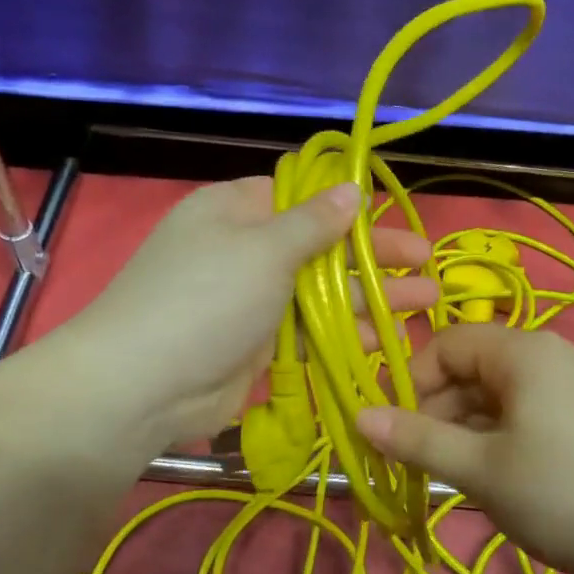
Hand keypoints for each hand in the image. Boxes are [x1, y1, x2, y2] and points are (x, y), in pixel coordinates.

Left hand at [61, 177, 437, 448]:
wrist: (145, 385)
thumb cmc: (207, 298)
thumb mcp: (264, 249)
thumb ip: (314, 223)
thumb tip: (351, 188)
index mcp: (237, 210)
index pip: (300, 197)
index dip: (346, 206)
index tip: (390, 216)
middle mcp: (246, 249)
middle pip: (321, 246)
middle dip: (374, 256)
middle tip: (428, 263)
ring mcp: (252, 300)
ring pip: (321, 293)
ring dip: (371, 298)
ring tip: (426, 303)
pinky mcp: (259, 344)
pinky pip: (310, 331)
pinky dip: (345, 333)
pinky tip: (387, 338)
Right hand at [357, 324, 573, 573]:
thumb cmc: (568, 494)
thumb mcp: (482, 470)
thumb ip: (418, 441)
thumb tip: (359, 416)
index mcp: (522, 351)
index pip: (446, 343)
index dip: (412, 382)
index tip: (396, 432)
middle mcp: (552, 355)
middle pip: (474, 369)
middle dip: (439, 413)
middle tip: (423, 467)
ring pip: (502, 397)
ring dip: (470, 432)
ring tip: (461, 482)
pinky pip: (533, 415)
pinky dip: (505, 441)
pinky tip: (506, 484)